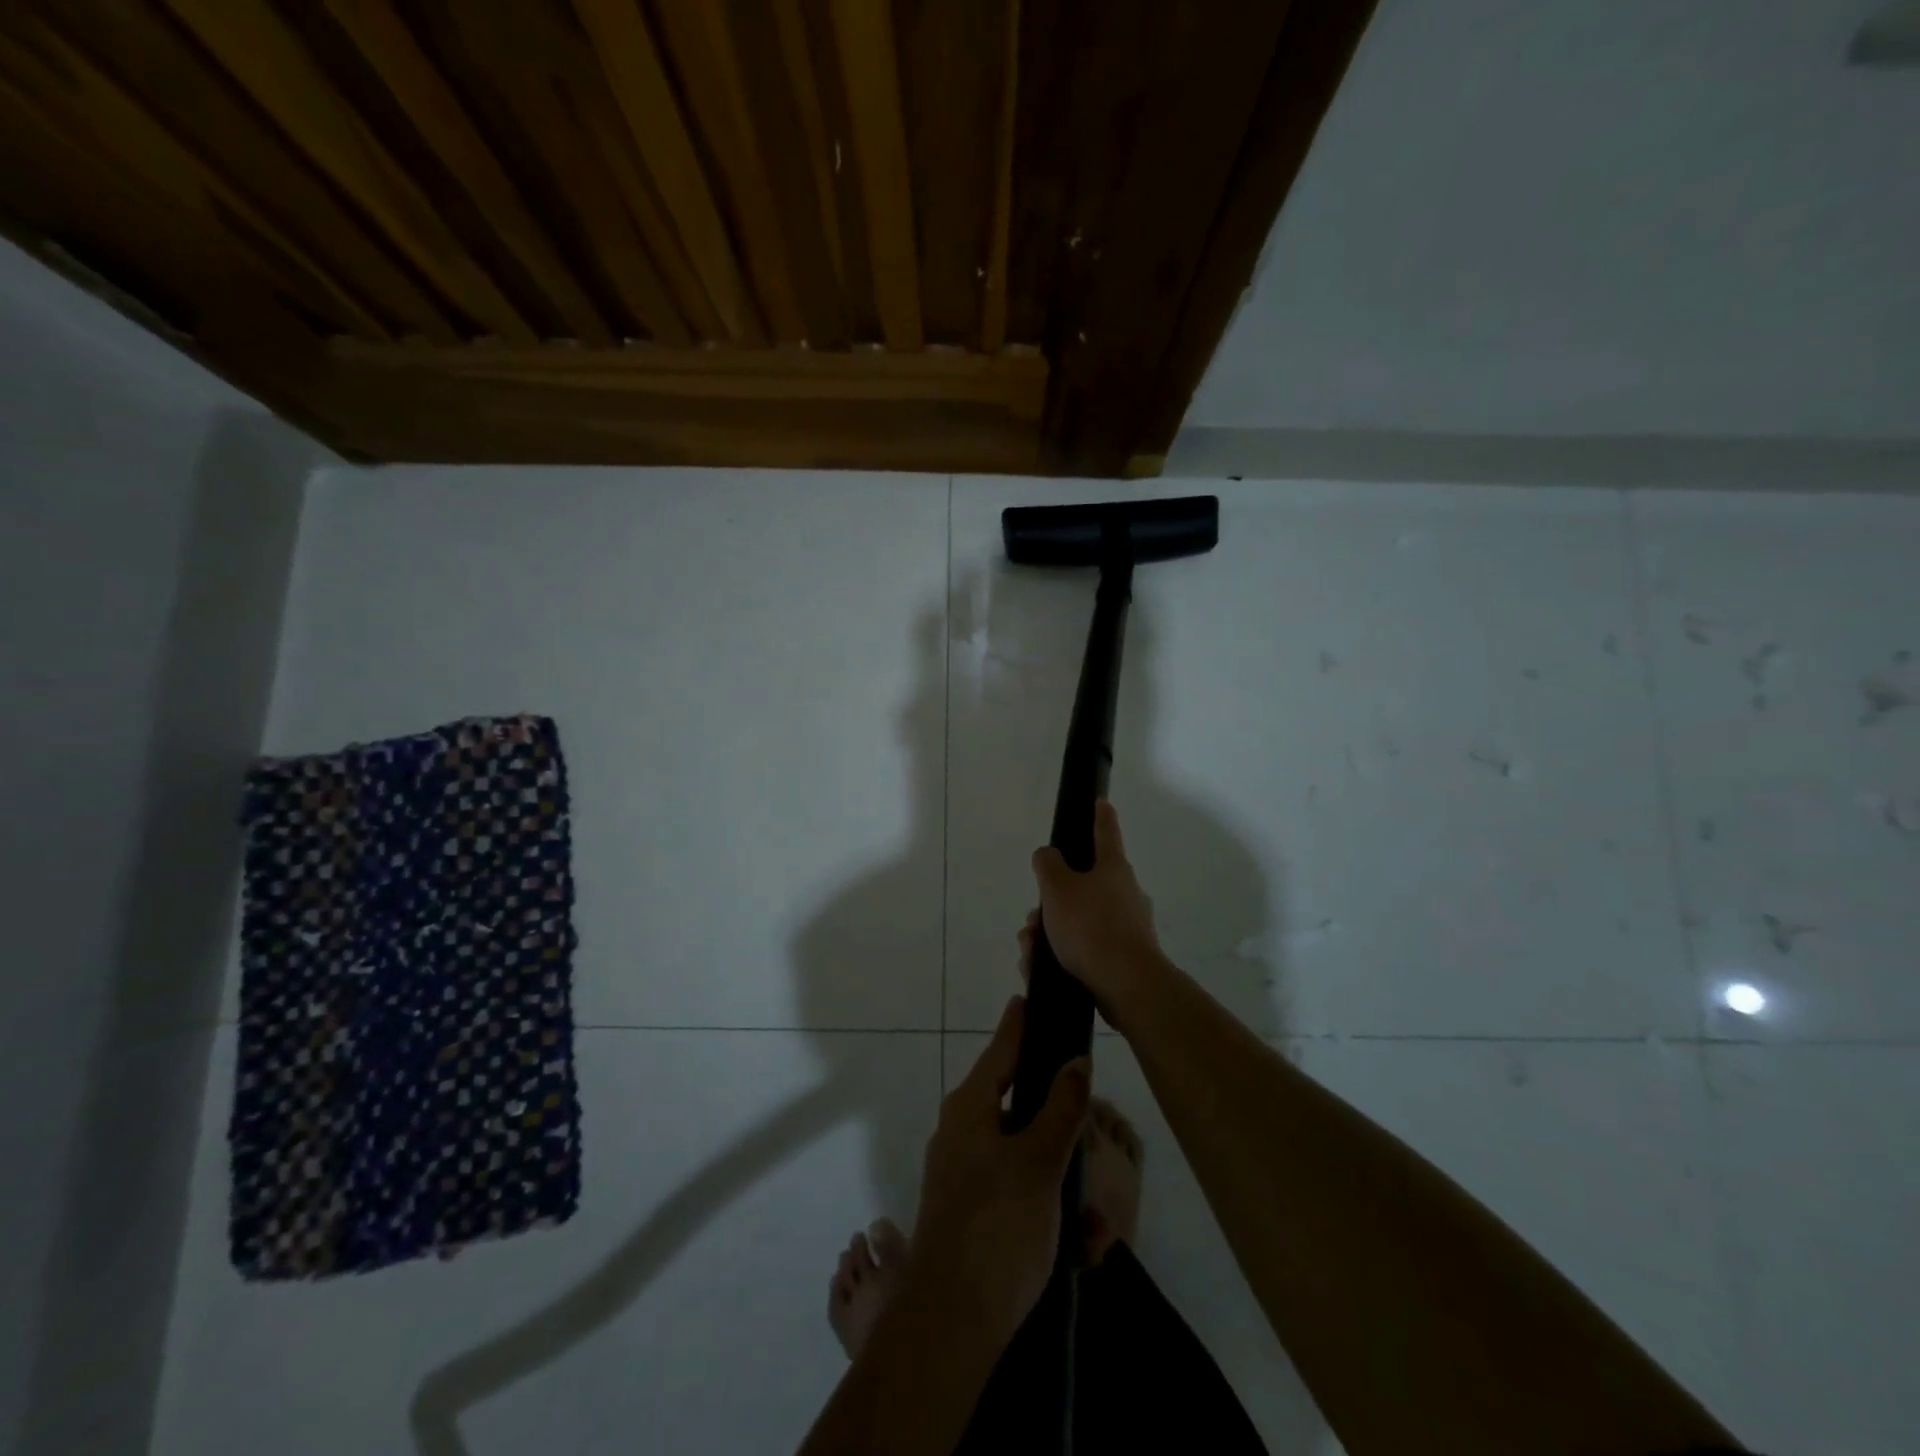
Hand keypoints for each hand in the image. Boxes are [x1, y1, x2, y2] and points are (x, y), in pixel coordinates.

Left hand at [910, 995, 1089, 1346]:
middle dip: (1064, 1130)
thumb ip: (1060, 1107)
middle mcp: (963, 1131)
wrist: (951, 1325)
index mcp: (970, 1107)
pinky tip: (1081, 1249)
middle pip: (1021, 1107)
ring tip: (1096, 1230)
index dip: (1020, 1024)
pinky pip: (1021, 1195)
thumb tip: (1074, 1060)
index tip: (1032, 997)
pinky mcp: (974, 1211)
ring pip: (1028, 1159)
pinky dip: (1051, 1212)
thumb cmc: (996, 1227)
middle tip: (1096, 1143)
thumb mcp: (1039, 1162)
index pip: (1001, 1048)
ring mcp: (966, 1173)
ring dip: (1065, 1185)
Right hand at [1029, 800, 1164, 1009]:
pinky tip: (1039, 969)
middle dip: (1050, 902)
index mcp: (1113, 868)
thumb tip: (1048, 855)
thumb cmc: (1091, 926)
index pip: (1105, 832)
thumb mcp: (1057, 888)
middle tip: (1032, 920)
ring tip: (1030, 950)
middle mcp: (1124, 893)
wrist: (1127, 985)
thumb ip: (1048, 864)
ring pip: (1077, 920)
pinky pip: (1084, 949)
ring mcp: (1126, 927)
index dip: (1100, 815)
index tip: (1101, 802)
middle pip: (1081, 885)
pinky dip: (1059, 956)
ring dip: (1049, 932)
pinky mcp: (1121, 958)